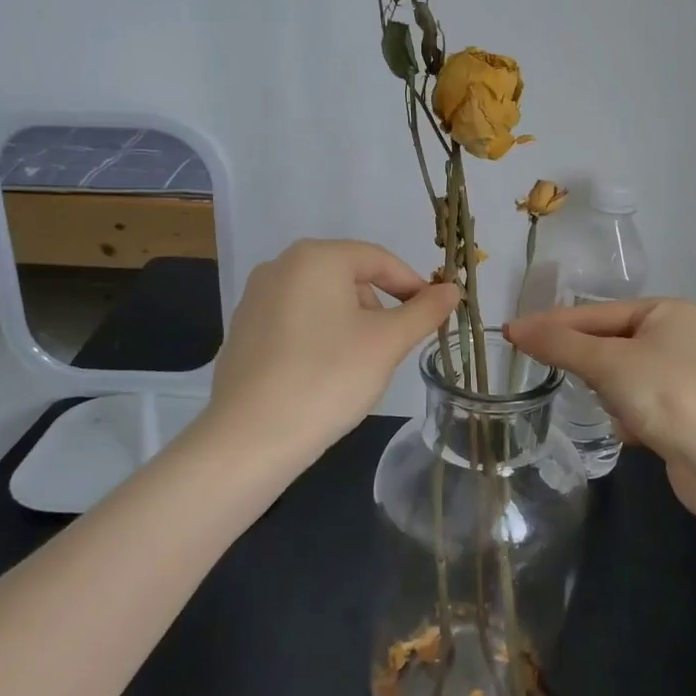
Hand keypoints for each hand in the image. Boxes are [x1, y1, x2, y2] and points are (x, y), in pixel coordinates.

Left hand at [203, 239, 460, 465]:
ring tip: (358, 365)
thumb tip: (452, 290)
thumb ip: (424, 311)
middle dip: (379, 307)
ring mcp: (256, 298)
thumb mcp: (388, 342)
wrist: (251, 438)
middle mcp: (280, 266)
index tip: (433, 314)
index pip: (379, 259)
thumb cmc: (328, 377)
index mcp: (315, 257)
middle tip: (393, 346)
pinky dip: (319, 337)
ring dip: (350, 323)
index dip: (412, 285)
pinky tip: (324, 374)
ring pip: (323, 300)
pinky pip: (296, 321)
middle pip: (349, 276)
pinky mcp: (243, 330)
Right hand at [502, 298, 695, 470]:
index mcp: (667, 311)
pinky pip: (637, 404)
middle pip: (608, 343)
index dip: (554, 324)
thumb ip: (559, 344)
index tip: (512, 334)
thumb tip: (515, 328)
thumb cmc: (666, 394)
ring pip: (620, 376)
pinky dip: (628, 417)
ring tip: (616, 409)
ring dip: (610, 394)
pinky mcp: (682, 413)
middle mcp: (678, 337)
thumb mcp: (607, 362)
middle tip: (550, 371)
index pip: (597, 312)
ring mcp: (682, 376)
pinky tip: (634, 432)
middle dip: (590, 365)